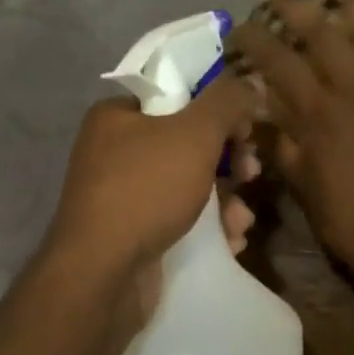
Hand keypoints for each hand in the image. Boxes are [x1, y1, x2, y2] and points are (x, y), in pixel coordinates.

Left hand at [47, 76, 259, 291]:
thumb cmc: (147, 189)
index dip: (217, 109)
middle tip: (250, 175)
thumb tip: (250, 81)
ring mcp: (121, 195)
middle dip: (228, 162)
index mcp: (118, 116)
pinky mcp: (131, 232)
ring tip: (240, 222)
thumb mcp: (195, 134)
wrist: (102, 273)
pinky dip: (207, 228)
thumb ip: (227, 101)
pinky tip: (229, 242)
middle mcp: (114, 150)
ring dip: (224, 201)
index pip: (177, 96)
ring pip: (188, 185)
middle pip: (187, 143)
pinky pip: (177, 218)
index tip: (246, 130)